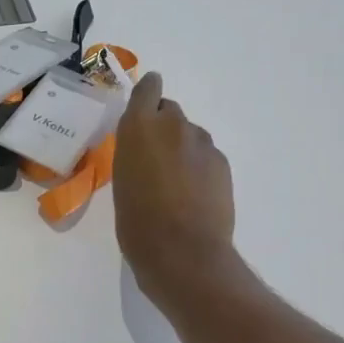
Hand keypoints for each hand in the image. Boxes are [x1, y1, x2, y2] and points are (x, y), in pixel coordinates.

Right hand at [114, 72, 249, 312]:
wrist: (183, 253)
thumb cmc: (137, 223)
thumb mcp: (121, 184)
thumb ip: (133, 156)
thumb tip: (145, 153)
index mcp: (139, 128)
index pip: (148, 89)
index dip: (147, 92)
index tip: (144, 101)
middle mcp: (174, 126)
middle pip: (169, 111)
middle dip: (161, 126)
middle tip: (151, 156)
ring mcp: (203, 144)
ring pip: (189, 135)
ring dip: (180, 149)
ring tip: (171, 182)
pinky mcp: (222, 164)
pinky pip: (205, 157)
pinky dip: (197, 168)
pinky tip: (191, 196)